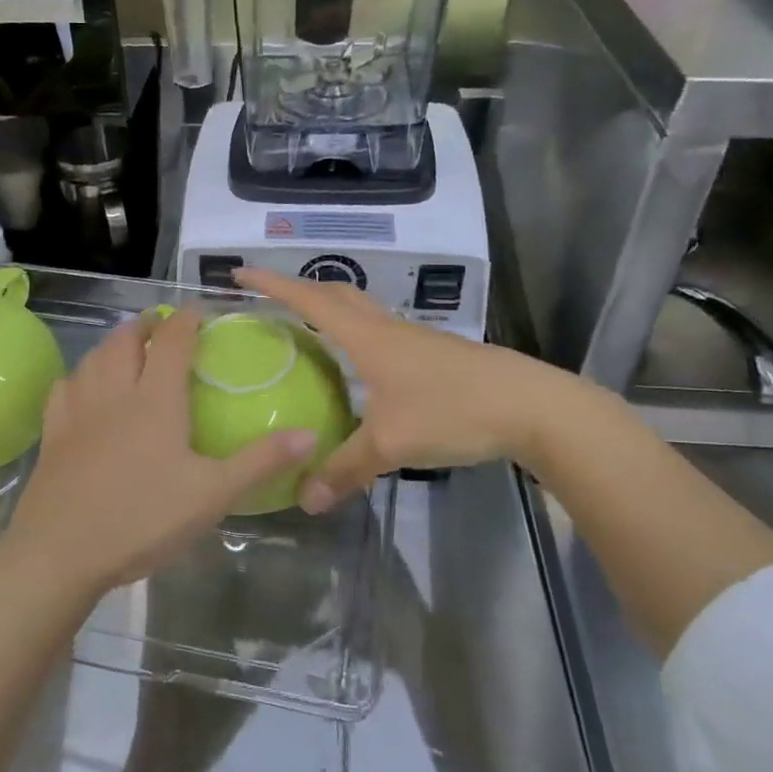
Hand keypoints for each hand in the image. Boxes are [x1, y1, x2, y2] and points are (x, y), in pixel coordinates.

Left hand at [0, 307, 316, 603]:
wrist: (61, 552)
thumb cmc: (143, 518)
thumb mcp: (213, 494)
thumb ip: (260, 461)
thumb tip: (310, 434)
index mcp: (155, 399)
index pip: (171, 341)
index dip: (185, 319)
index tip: (198, 310)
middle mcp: (115, 392)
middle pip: (125, 340)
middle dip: (145, 325)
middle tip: (161, 327)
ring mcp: (78, 411)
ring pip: (93, 358)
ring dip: (112, 343)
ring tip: (126, 347)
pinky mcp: (53, 434)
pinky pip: (64, 387)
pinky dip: (79, 375)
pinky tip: (83, 386)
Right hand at [237, 268, 562, 511]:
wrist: (532, 406)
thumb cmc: (453, 410)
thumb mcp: (392, 444)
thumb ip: (345, 469)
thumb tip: (304, 498)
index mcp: (368, 337)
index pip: (310, 301)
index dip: (273, 286)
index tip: (240, 273)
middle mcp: (387, 329)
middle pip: (338, 294)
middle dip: (301, 291)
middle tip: (271, 302)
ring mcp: (414, 340)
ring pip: (363, 313)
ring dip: (331, 312)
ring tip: (308, 334)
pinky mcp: (435, 356)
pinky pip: (382, 335)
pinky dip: (357, 338)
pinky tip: (360, 370)